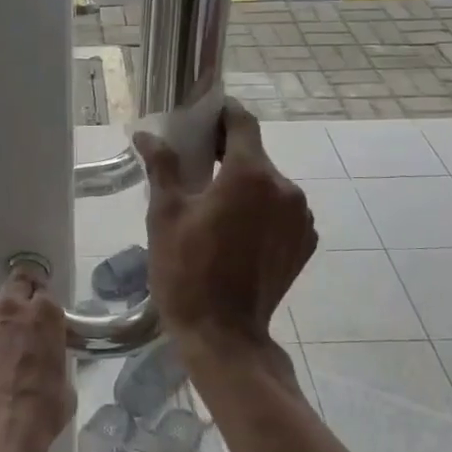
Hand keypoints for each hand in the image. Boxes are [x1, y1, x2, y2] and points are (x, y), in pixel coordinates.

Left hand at [0, 265, 71, 451]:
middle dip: (22, 295)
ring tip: (0, 349)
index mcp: (45, 314)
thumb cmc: (40, 410)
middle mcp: (12, 308)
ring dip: (0, 321)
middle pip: (17, 283)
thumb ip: (55, 360)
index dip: (46, 309)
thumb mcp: (64, 384)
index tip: (47, 324)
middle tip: (24, 318)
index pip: (47, 295)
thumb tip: (47, 363)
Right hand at [134, 99, 316, 349]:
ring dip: (245, 185)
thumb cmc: (187, 272)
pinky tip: (237, 233)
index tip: (202, 118)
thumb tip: (146, 134)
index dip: (221, 114)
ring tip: (216, 206)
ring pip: (269, 184)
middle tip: (196, 166)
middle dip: (226, 154)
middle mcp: (285, 188)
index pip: (242, 123)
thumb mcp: (165, 215)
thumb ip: (161, 166)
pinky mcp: (305, 243)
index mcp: (251, 174)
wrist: (224, 337)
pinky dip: (262, 211)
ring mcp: (301, 217)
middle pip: (255, 155)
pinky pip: (282, 211)